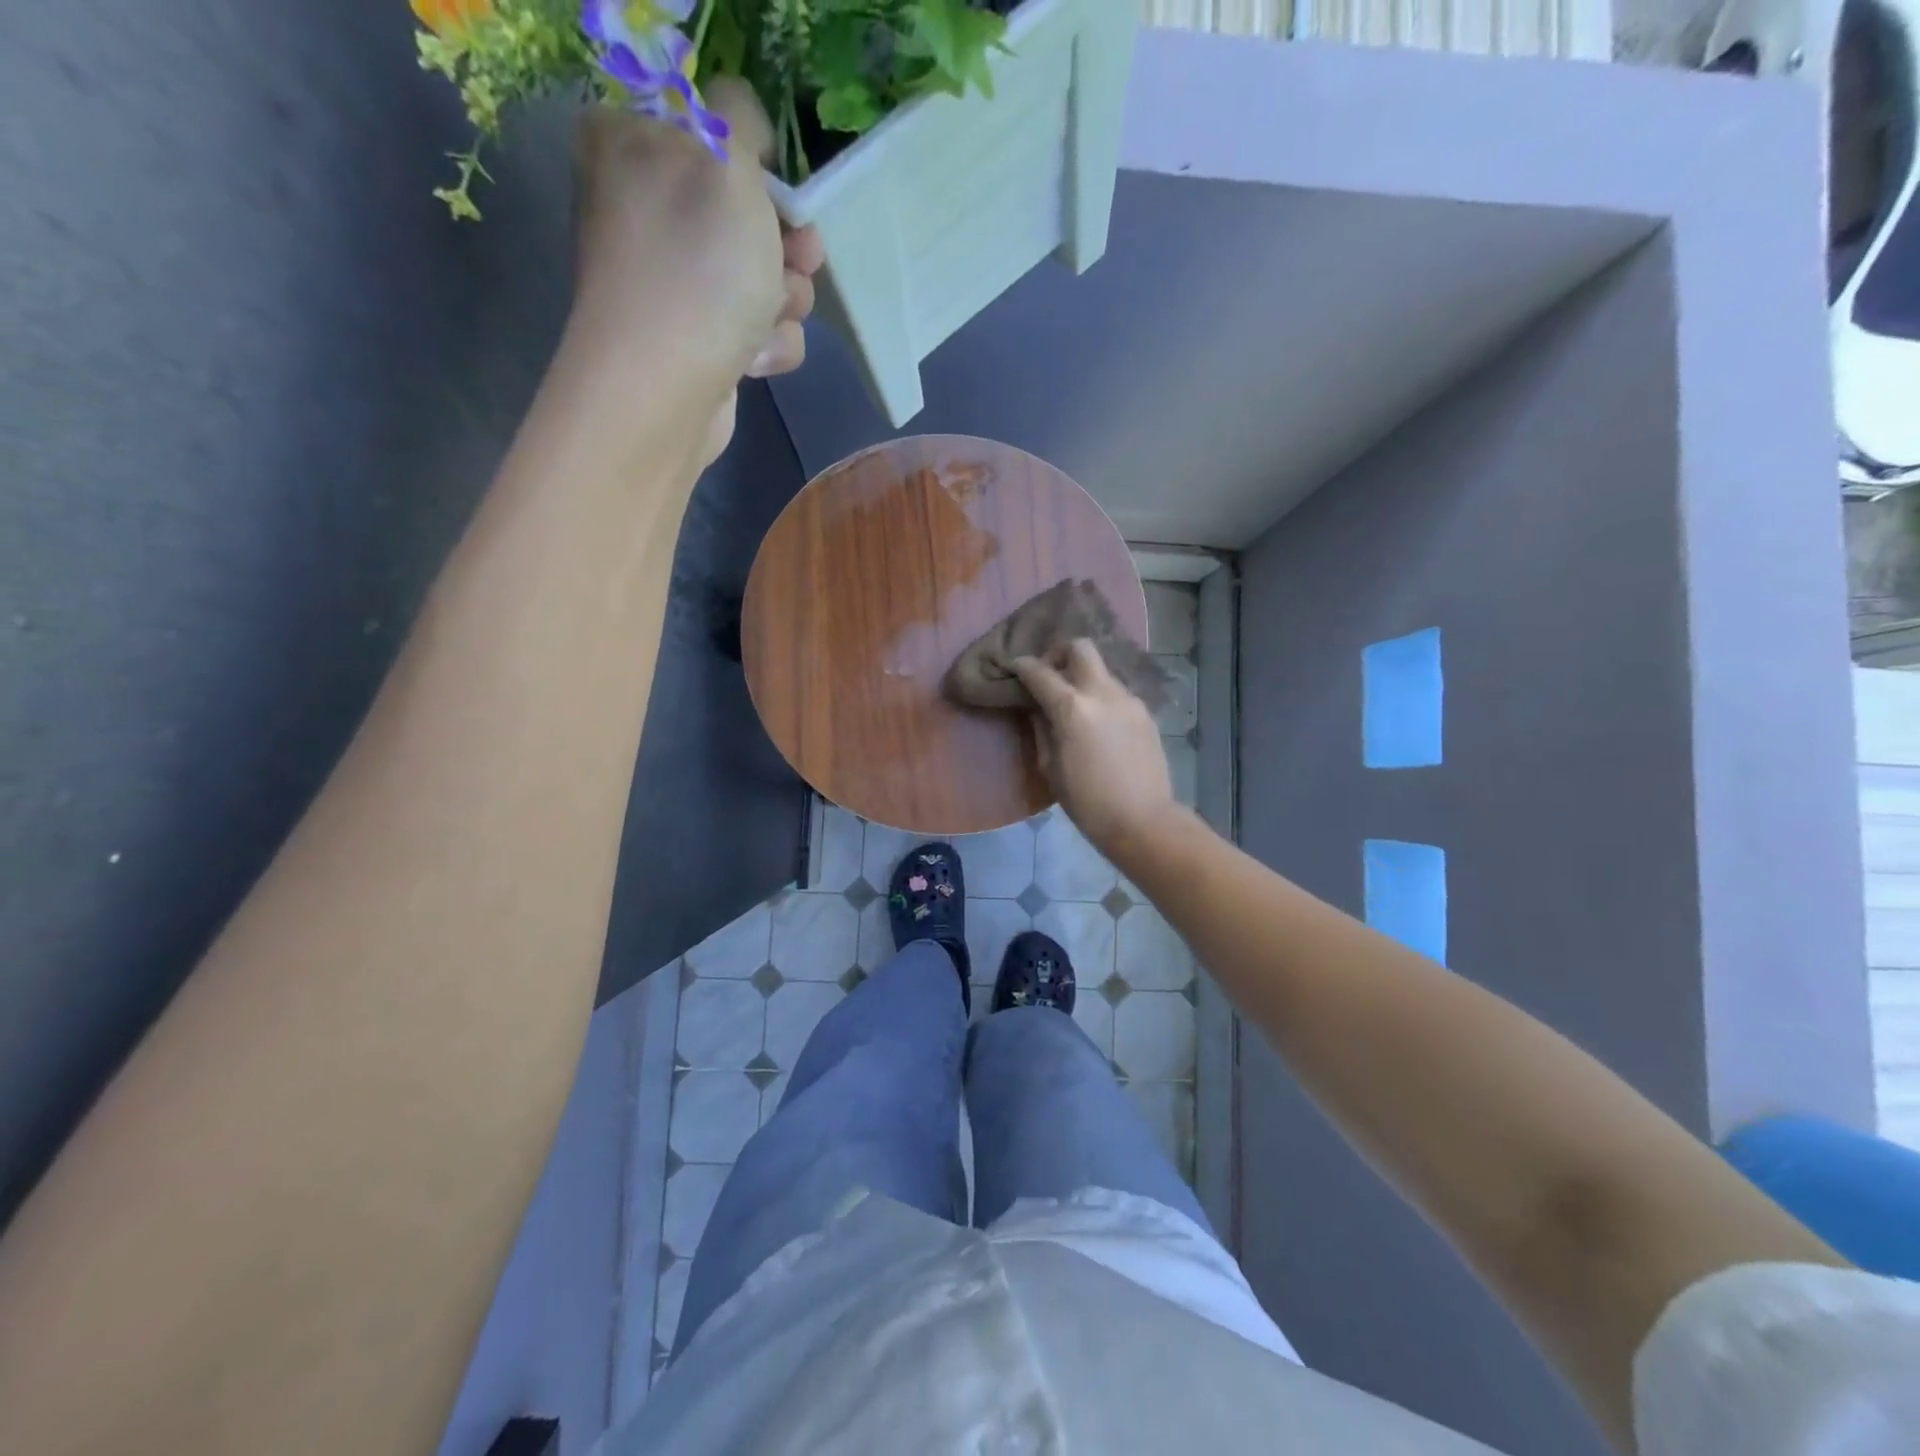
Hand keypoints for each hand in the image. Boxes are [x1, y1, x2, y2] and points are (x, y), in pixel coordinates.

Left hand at [567, 80, 822, 464]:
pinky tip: (755, 357)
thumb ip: (738, 114)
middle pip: (745, 210)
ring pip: (761, 275)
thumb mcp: (725, 161)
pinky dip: (767, 344)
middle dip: (785, 244)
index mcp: (631, 143)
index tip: (779, 187)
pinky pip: (755, 329)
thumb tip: (741, 114)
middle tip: (801, 258)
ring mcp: (675, 282)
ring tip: (772, 317)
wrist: (666, 388)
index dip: (755, 160)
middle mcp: (646, 210)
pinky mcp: (699, 340)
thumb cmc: (696, 267)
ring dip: (785, 299)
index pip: (708, 127)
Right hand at [1013, 641, 1180, 858]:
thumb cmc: (1087, 801)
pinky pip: (1116, 693)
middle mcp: (1102, 693)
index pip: (1039, 672)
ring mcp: (1128, 700)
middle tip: (1049, 677)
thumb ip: (1041, 728)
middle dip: (1059, 654)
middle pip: (1080, 648)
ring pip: (1101, 670)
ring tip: (1074, 706)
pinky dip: (1101, 697)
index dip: (1021, 665)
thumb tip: (1037, 707)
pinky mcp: (1145, 713)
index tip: (1012, 667)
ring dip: (1082, 678)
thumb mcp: (1050, 767)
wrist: (1143, 820)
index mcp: (1072, 708)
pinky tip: (1098, 724)